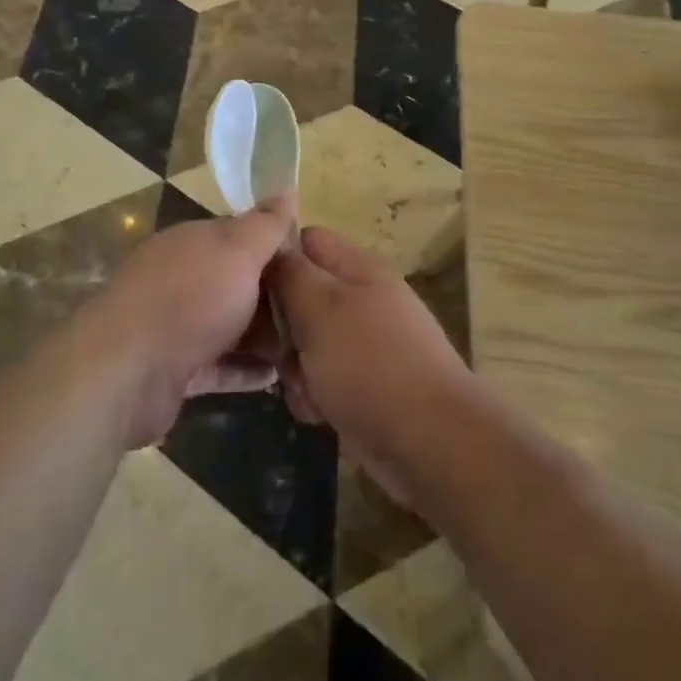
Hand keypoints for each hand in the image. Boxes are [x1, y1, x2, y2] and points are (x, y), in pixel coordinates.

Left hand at [81, 196, 295, 446]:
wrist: (126, 370)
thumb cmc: (190, 299)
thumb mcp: (238, 251)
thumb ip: (265, 225)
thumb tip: (288, 189)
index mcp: (194, 242)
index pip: (242, 236)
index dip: (277, 248)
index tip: (313, 267)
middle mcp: (183, 278)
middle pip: (238, 282)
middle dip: (275, 297)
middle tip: (318, 315)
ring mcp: (175, 325)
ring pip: (229, 325)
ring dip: (264, 336)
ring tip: (307, 348)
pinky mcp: (174, 369)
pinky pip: (219, 365)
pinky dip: (245, 370)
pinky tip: (277, 377)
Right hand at [269, 227, 473, 502]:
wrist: (431, 440)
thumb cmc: (369, 362)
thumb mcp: (319, 306)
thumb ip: (290, 273)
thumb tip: (272, 250)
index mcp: (357, 267)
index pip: (306, 240)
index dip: (277, 257)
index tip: (248, 286)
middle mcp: (363, 298)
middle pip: (303, 295)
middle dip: (283, 325)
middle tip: (276, 349)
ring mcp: (366, 343)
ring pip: (308, 342)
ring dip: (296, 367)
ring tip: (305, 387)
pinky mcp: (366, 384)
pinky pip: (324, 379)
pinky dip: (316, 396)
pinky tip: (319, 413)